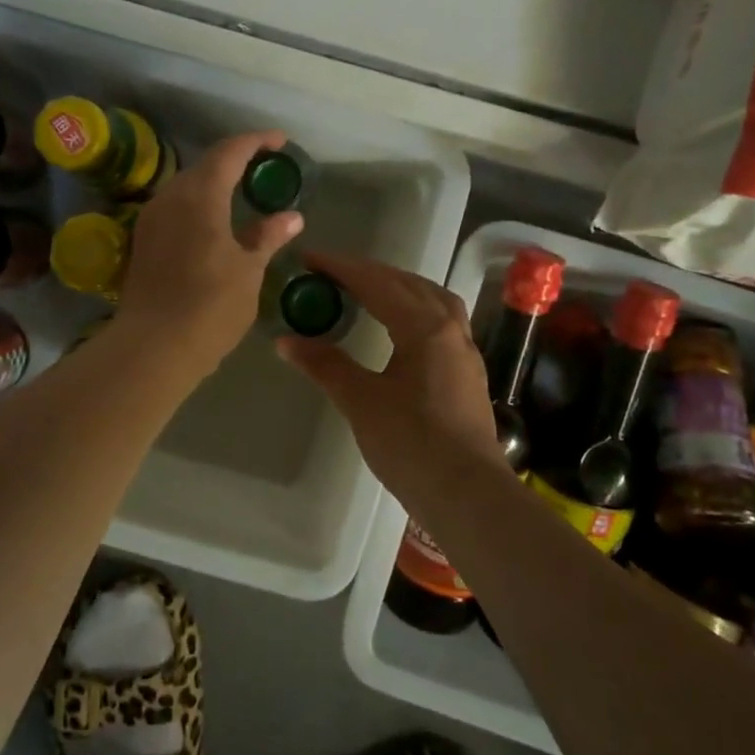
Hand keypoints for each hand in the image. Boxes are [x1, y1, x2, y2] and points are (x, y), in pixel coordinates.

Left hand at [114, 130, 303, 375]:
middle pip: (204, 165)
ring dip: (213, 183)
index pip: (229, 152)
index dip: (255, 141)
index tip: (278, 140)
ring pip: (185, 186)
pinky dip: (197, 204)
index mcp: (200, 195)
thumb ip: (267, 237)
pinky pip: (174, 207)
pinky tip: (212, 223)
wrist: (152, 347)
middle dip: (234, 160)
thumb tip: (291, 217)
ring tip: (240, 192)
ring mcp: (151, 219)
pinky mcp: (142, 241)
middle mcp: (170, 197)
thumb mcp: (248, 271)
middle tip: (262, 167)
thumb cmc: (210, 306)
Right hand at [278, 252, 505, 498]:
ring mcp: (464, 351)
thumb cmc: (413, 445)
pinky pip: (441, 321)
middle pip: (408, 284)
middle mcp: (450, 329)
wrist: (468, 496)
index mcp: (425, 328)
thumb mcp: (362, 402)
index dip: (341, 268)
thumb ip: (326, 365)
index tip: (309, 258)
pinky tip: (401, 327)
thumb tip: (286, 341)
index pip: (377, 283)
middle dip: (369, 272)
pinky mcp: (467, 372)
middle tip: (332, 273)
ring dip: (398, 287)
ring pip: (432, 300)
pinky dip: (415, 309)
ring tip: (368, 290)